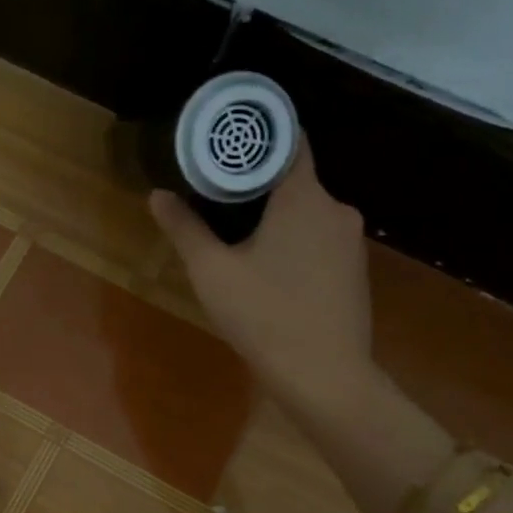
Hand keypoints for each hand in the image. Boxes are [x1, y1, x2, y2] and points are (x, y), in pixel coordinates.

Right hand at [149, 161, 374, 414]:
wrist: (325, 376)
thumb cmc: (264, 316)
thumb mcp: (212, 272)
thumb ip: (185, 228)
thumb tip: (158, 195)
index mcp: (304, 197)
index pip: (288, 140)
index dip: (257, 136)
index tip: (225, 141)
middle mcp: (336, 208)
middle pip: (294, 178)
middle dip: (257, 182)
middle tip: (215, 192)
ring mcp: (351, 241)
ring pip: (307, 211)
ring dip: (275, 215)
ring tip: (236, 232)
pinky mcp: (355, 270)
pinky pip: (319, 239)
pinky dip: (293, 241)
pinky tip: (269, 268)